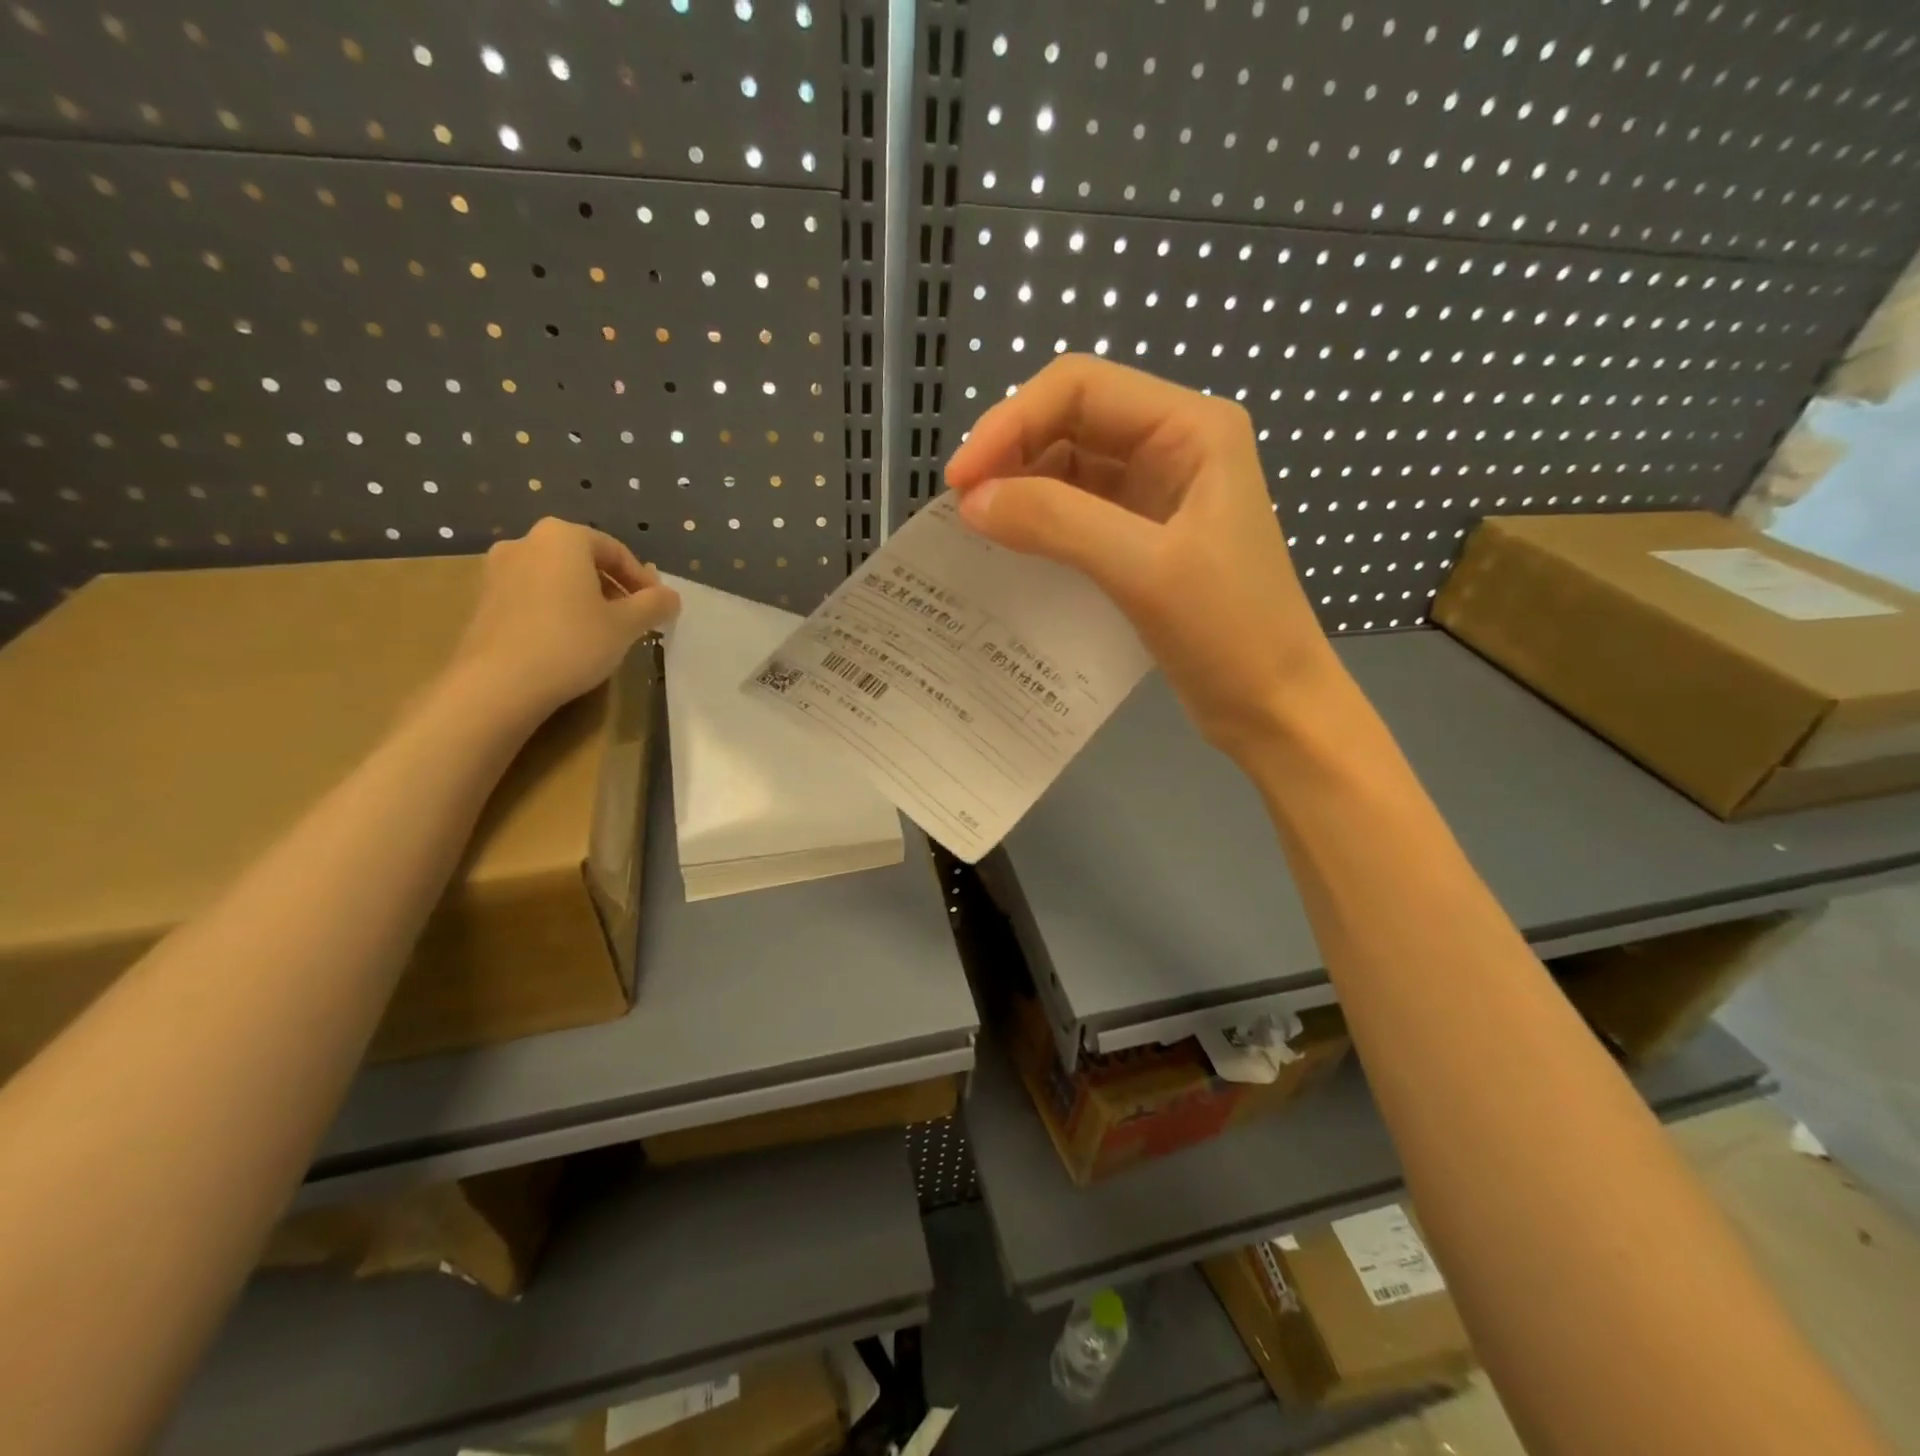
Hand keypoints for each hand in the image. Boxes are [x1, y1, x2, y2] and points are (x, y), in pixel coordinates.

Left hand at [449, 518, 680, 721]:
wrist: (498, 684)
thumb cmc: (572, 642)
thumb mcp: (627, 625)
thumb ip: (654, 604)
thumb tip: (671, 597)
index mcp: (562, 537)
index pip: (616, 550)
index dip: (643, 580)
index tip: (658, 607)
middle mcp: (525, 542)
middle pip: (583, 561)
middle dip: (613, 587)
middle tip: (634, 619)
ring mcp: (497, 570)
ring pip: (557, 578)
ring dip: (585, 599)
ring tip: (604, 632)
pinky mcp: (483, 600)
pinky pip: (533, 596)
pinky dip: (557, 610)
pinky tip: (569, 641)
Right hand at [945, 356, 1332, 758]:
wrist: (1273, 706)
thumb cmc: (1229, 632)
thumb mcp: (1143, 569)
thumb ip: (1056, 522)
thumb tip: (972, 502)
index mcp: (1190, 429)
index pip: (1080, 389)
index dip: (1010, 423)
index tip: (961, 482)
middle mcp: (1173, 447)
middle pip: (1071, 421)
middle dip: (1011, 453)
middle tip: (962, 507)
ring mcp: (1158, 495)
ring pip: (1070, 468)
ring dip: (1021, 489)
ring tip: (977, 528)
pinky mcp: (1144, 539)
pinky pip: (1078, 513)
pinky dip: (1040, 524)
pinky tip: (1011, 548)